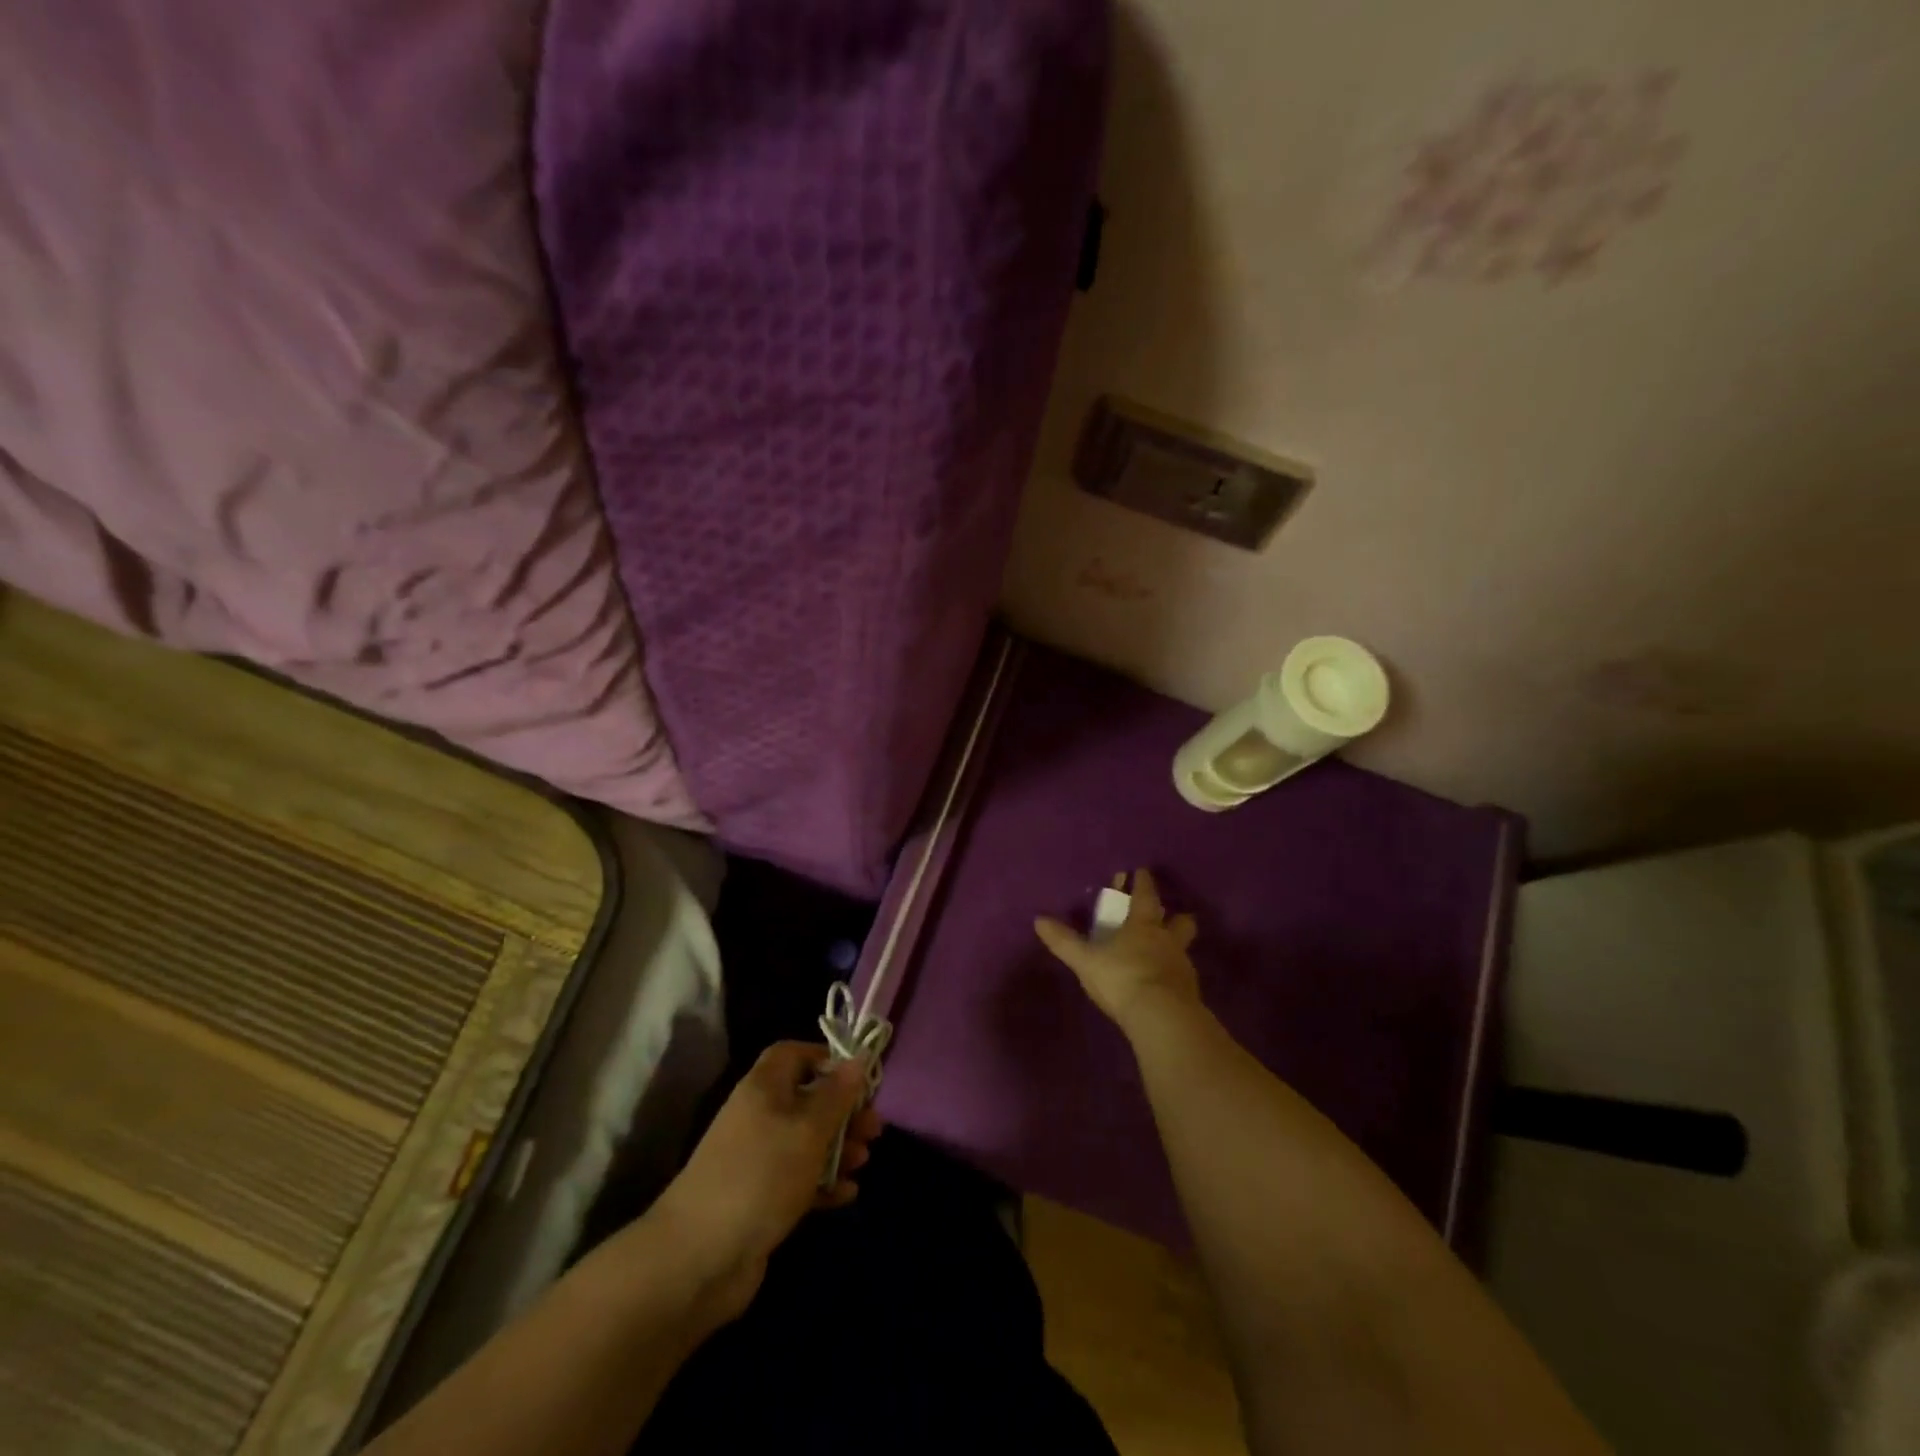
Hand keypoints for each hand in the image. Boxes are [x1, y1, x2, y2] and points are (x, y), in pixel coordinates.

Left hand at [647, 1042, 882, 1323]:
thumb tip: (857, 1058)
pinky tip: (848, 1193)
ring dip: (840, 1147)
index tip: (858, 1076)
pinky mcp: (762, 1198)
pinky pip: (800, 1180)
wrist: (699, 1257)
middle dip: (844, 1111)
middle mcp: (759, 1115)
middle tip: (875, 1128)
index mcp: (764, 1087)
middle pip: (808, 1098)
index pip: (794, 1053)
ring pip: (807, 1141)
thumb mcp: (809, 1128)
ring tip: (865, 1161)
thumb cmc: (761, 1174)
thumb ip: (837, 1094)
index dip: (826, 1058)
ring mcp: (758, 1159)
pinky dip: (824, 1182)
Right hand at [1036, 868, 1201, 1035]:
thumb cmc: (1122, 978)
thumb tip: (1039, 919)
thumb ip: (1064, 941)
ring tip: (1163, 955)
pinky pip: (1184, 977)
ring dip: (1175, 948)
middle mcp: (1168, 941)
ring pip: (1184, 949)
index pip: (1146, 896)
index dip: (1143, 882)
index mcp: (1144, 926)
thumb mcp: (1086, 960)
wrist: (1161, 1018)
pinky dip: (1175, 977)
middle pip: (1181, 921)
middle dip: (1175, 917)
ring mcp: (1182, 968)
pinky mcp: (1190, 993)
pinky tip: (1163, 985)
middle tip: (1167, 917)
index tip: (1142, 871)